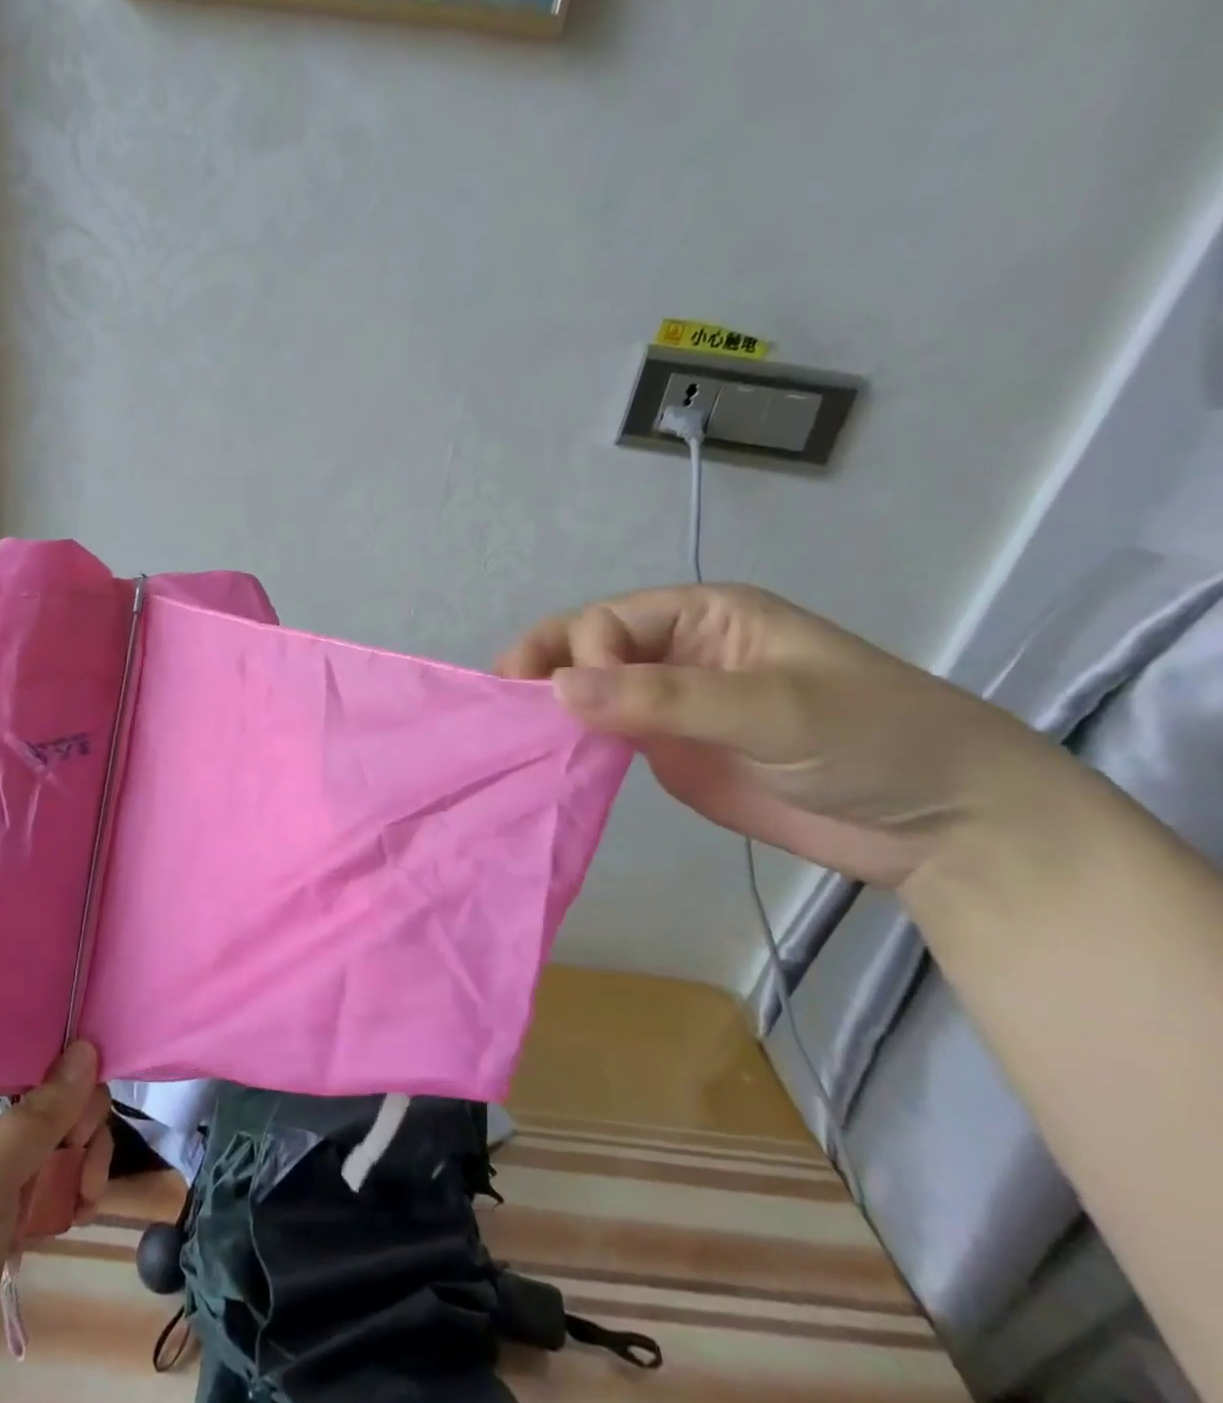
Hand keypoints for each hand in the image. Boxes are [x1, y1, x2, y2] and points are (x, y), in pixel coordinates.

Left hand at [0, 1043, 112, 1402]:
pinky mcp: (0, 1208)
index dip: (55, 1042)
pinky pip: (52, 1173)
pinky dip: (73, 1186)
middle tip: (82, 1149)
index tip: (91, 1066)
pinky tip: (83, 1210)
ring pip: (55, 1129)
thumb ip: (38, 1114)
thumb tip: (87, 1047)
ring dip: (83, 1154)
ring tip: (88, 1194)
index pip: (10, 1037)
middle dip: (77, 1112)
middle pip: (44, 1084)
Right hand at [497, 583, 1061, 891]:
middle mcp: (677, 652)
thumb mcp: (772, 706)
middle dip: (544, 665)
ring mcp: (669, 705)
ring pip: (590, 692)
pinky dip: (571, 743)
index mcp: (704, 616)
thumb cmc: (873, 739)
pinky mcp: (667, 753)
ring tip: (509, 730)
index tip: (574, 698)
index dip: (584, 652)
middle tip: (499, 696)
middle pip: (588, 647)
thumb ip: (664, 697)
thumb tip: (558, 689)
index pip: (611, 620)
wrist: (939, 823)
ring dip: (551, 706)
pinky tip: (544, 757)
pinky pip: (604, 737)